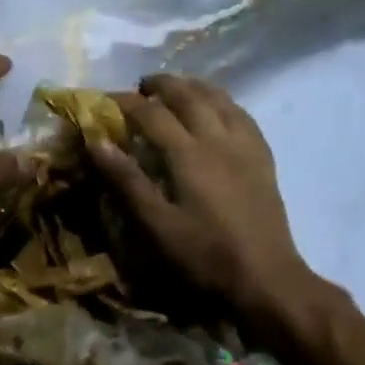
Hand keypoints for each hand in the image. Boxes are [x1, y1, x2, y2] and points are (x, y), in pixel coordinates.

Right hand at [92, 74, 315, 320]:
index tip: (105, 101)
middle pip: (188, 95)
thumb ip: (127, 180)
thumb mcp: (157, 224)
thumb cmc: (204, 256)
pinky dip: (223, 102)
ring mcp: (246, 147)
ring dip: (194, 87)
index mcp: (189, 154)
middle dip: (162, 85)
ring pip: (220, 99)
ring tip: (176, 90)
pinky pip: (242, 115)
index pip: (152, 113)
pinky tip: (217, 109)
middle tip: (140, 88)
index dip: (126, 102)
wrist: (266, 279)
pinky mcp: (263, 159)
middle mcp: (219, 139)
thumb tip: (98, 141)